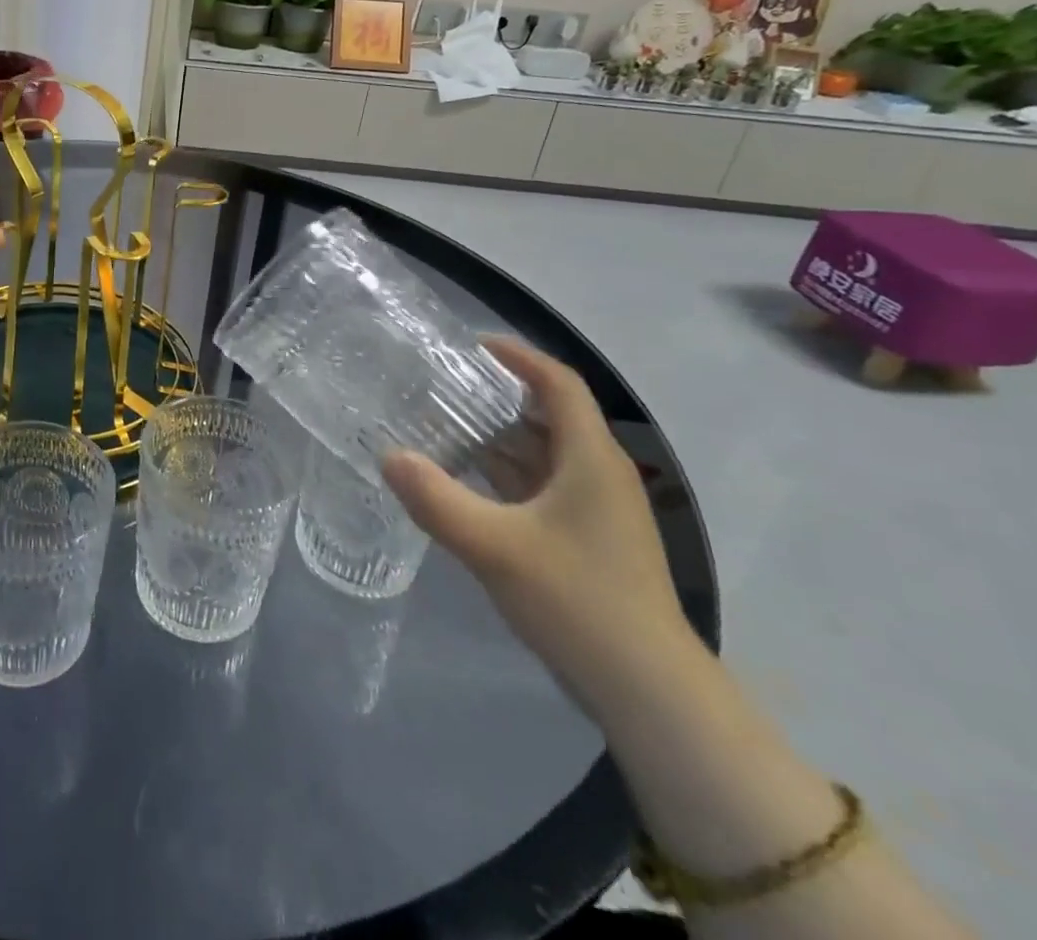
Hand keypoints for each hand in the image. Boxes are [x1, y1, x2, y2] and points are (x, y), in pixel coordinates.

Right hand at [383, 338, 697, 719]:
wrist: (648, 691)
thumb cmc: (578, 601)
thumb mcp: (494, 546)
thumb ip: (436, 499)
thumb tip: (388, 456)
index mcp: (590, 458)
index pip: (558, 383)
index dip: (518, 357)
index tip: (471, 345)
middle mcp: (598, 474)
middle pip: (548, 415)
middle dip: (496, 396)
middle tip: (440, 386)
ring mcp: (596, 510)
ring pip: (542, 454)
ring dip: (496, 438)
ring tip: (441, 426)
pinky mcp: (587, 540)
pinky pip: (540, 487)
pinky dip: (504, 475)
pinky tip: (464, 483)